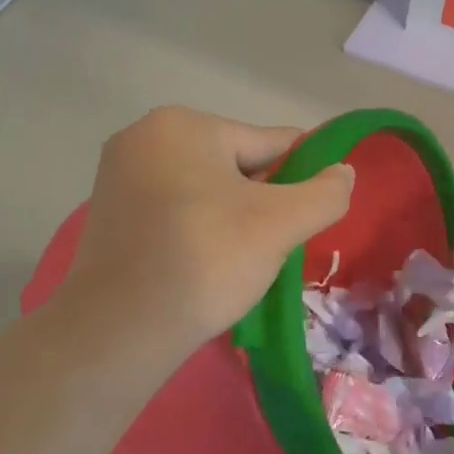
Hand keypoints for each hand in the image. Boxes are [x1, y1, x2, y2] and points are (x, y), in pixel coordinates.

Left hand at [58, 106, 353, 357]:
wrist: (119, 329)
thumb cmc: (206, 261)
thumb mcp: (280, 225)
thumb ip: (325, 193)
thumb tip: (344, 172)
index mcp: (184, 124)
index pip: (269, 142)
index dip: (302, 176)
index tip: (314, 211)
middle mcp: (145, 136)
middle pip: (235, 164)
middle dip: (262, 200)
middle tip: (275, 246)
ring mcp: (119, 174)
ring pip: (205, 189)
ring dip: (232, 217)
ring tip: (241, 260)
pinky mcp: (109, 211)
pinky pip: (174, 209)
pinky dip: (198, 229)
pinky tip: (206, 263)